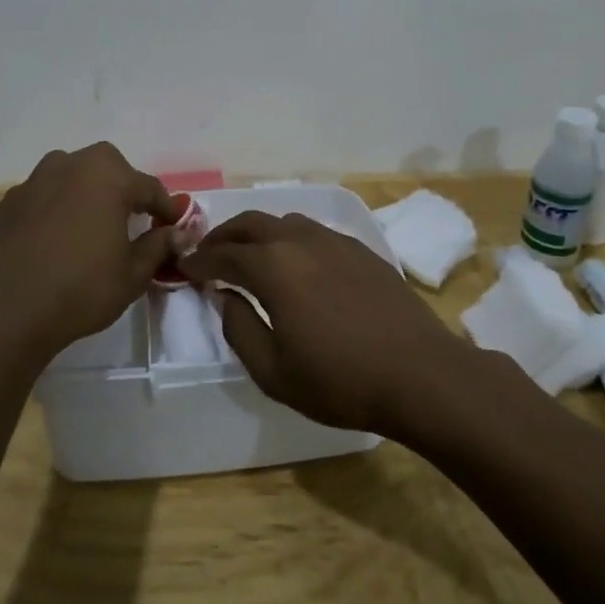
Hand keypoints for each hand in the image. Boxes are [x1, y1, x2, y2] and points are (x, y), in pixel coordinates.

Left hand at [0, 143, 177, 359]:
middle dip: (122, 187)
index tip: (173, 225)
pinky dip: (54, 209)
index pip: (148, 186)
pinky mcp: (8, 202)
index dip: (165, 207)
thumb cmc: (82, 289)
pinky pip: (42, 197)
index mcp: (107, 177)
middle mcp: (69, 166)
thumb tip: (178, 233)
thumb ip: (158, 246)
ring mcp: (33, 181)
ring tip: (89, 224)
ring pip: (70, 175)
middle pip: (107, 167)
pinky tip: (53, 239)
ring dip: (85, 192)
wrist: (10, 311)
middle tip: (129, 219)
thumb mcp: (133, 273)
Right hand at [181, 210, 476, 436]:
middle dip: (223, 236)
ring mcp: (334, 241)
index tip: (183, 267)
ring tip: (250, 255)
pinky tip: (296, 263)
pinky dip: (291, 240)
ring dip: (258, 234)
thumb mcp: (273, 371)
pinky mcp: (361, 250)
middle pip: (251, 223)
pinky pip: (314, 232)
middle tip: (208, 253)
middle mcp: (300, 241)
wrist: (421, 375)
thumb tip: (223, 295)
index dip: (199, 260)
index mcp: (273, 267)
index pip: (223, 254)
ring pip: (284, 222)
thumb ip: (238, 328)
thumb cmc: (340, 381)